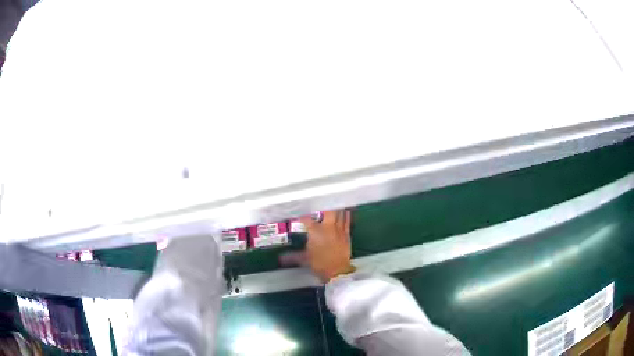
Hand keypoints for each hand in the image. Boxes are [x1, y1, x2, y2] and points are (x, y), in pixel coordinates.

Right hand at [282, 210, 355, 281]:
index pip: (306, 220)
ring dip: (335, 208)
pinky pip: (347, 220)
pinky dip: (346, 215)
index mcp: (315, 232)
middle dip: (323, 206)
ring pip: (338, 213)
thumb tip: (281, 258)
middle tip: (319, 204)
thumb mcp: (305, 259)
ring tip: (332, 203)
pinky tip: (345, 211)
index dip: (302, 216)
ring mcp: (338, 229)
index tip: (298, 215)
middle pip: (327, 211)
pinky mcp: (347, 234)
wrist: (338, 271)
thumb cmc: (320, 264)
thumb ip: (293, 256)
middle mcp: (327, 227)